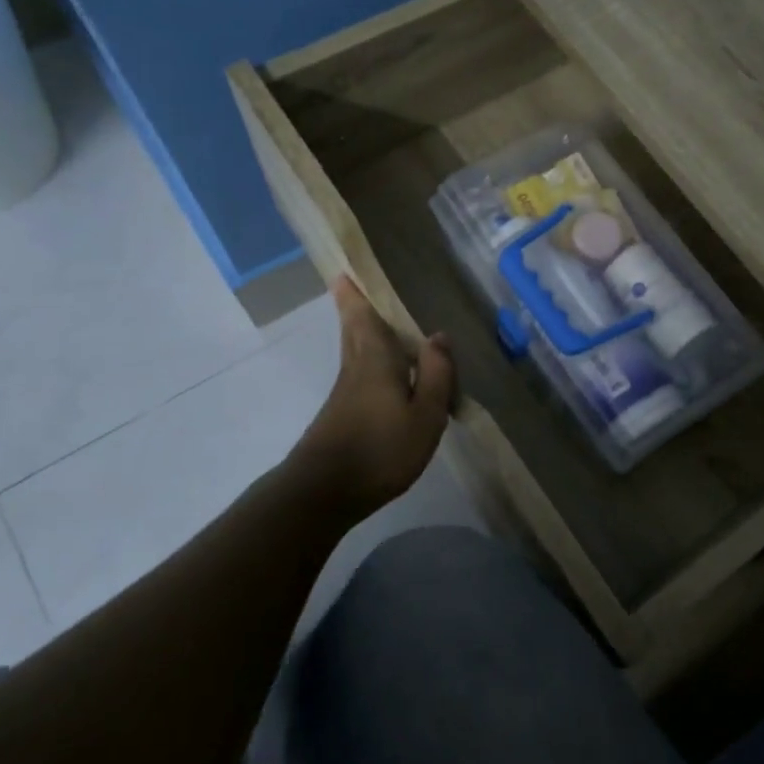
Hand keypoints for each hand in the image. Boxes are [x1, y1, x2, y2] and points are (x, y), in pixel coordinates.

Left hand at [287, 278, 455, 516]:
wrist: (324, 492)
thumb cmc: (380, 449)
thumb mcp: (424, 415)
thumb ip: (435, 375)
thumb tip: (439, 336)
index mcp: (376, 361)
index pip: (364, 318)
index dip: (355, 295)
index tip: (344, 271)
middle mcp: (356, 369)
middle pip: (353, 331)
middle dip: (352, 308)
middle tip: (350, 285)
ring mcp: (345, 394)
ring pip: (354, 352)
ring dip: (360, 332)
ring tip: (374, 321)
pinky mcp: (341, 415)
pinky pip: (359, 374)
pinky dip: (368, 361)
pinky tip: (383, 374)